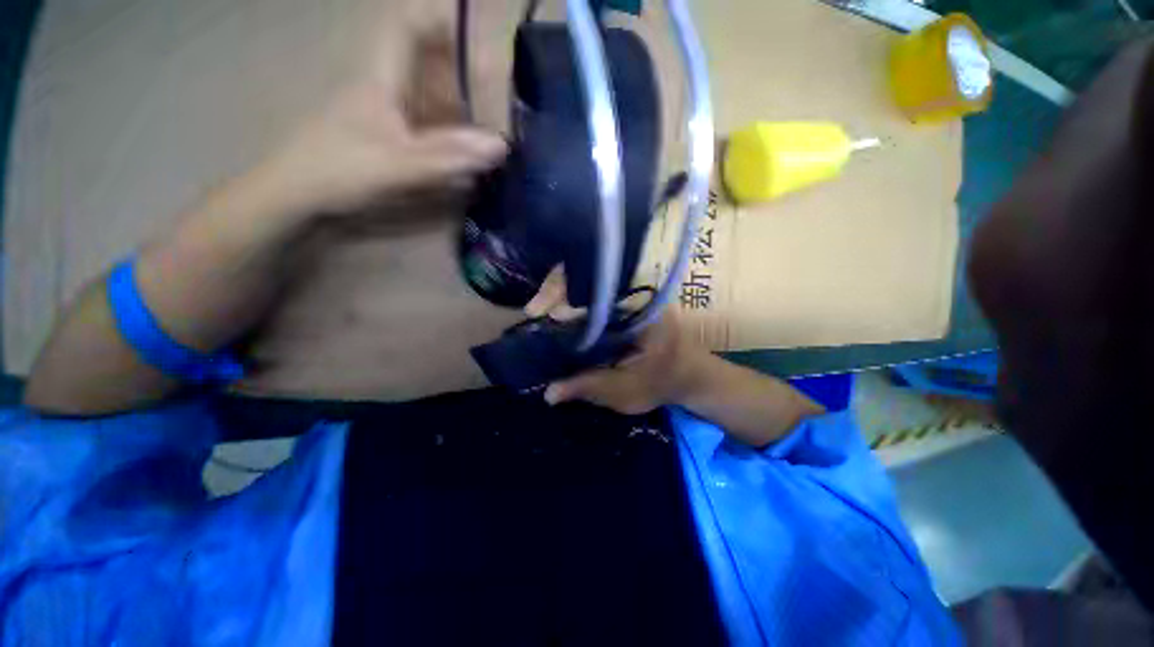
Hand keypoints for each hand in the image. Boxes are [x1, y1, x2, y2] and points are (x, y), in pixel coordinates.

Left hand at [262, 27, 505, 217]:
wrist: (297, 194)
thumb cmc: (339, 170)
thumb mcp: (397, 164)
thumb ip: (448, 157)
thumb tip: (501, 146)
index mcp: (383, 78)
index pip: (410, 27)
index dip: (443, 20)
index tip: (478, 34)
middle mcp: (388, 87)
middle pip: (429, 63)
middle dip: (465, 73)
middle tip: (498, 98)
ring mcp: (389, 113)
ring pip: (432, 96)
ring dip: (463, 110)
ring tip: (492, 133)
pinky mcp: (391, 137)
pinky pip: (429, 125)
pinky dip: (452, 136)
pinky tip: (468, 158)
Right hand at [526, 267, 706, 414]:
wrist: (689, 374)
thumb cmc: (663, 382)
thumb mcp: (627, 391)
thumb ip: (589, 387)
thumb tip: (547, 392)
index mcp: (640, 307)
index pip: (596, 285)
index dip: (563, 291)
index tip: (538, 311)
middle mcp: (634, 292)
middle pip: (590, 275)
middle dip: (556, 289)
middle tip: (533, 312)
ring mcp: (629, 294)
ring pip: (589, 281)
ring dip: (561, 294)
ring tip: (538, 312)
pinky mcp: (623, 302)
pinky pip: (593, 293)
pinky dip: (571, 301)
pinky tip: (555, 315)